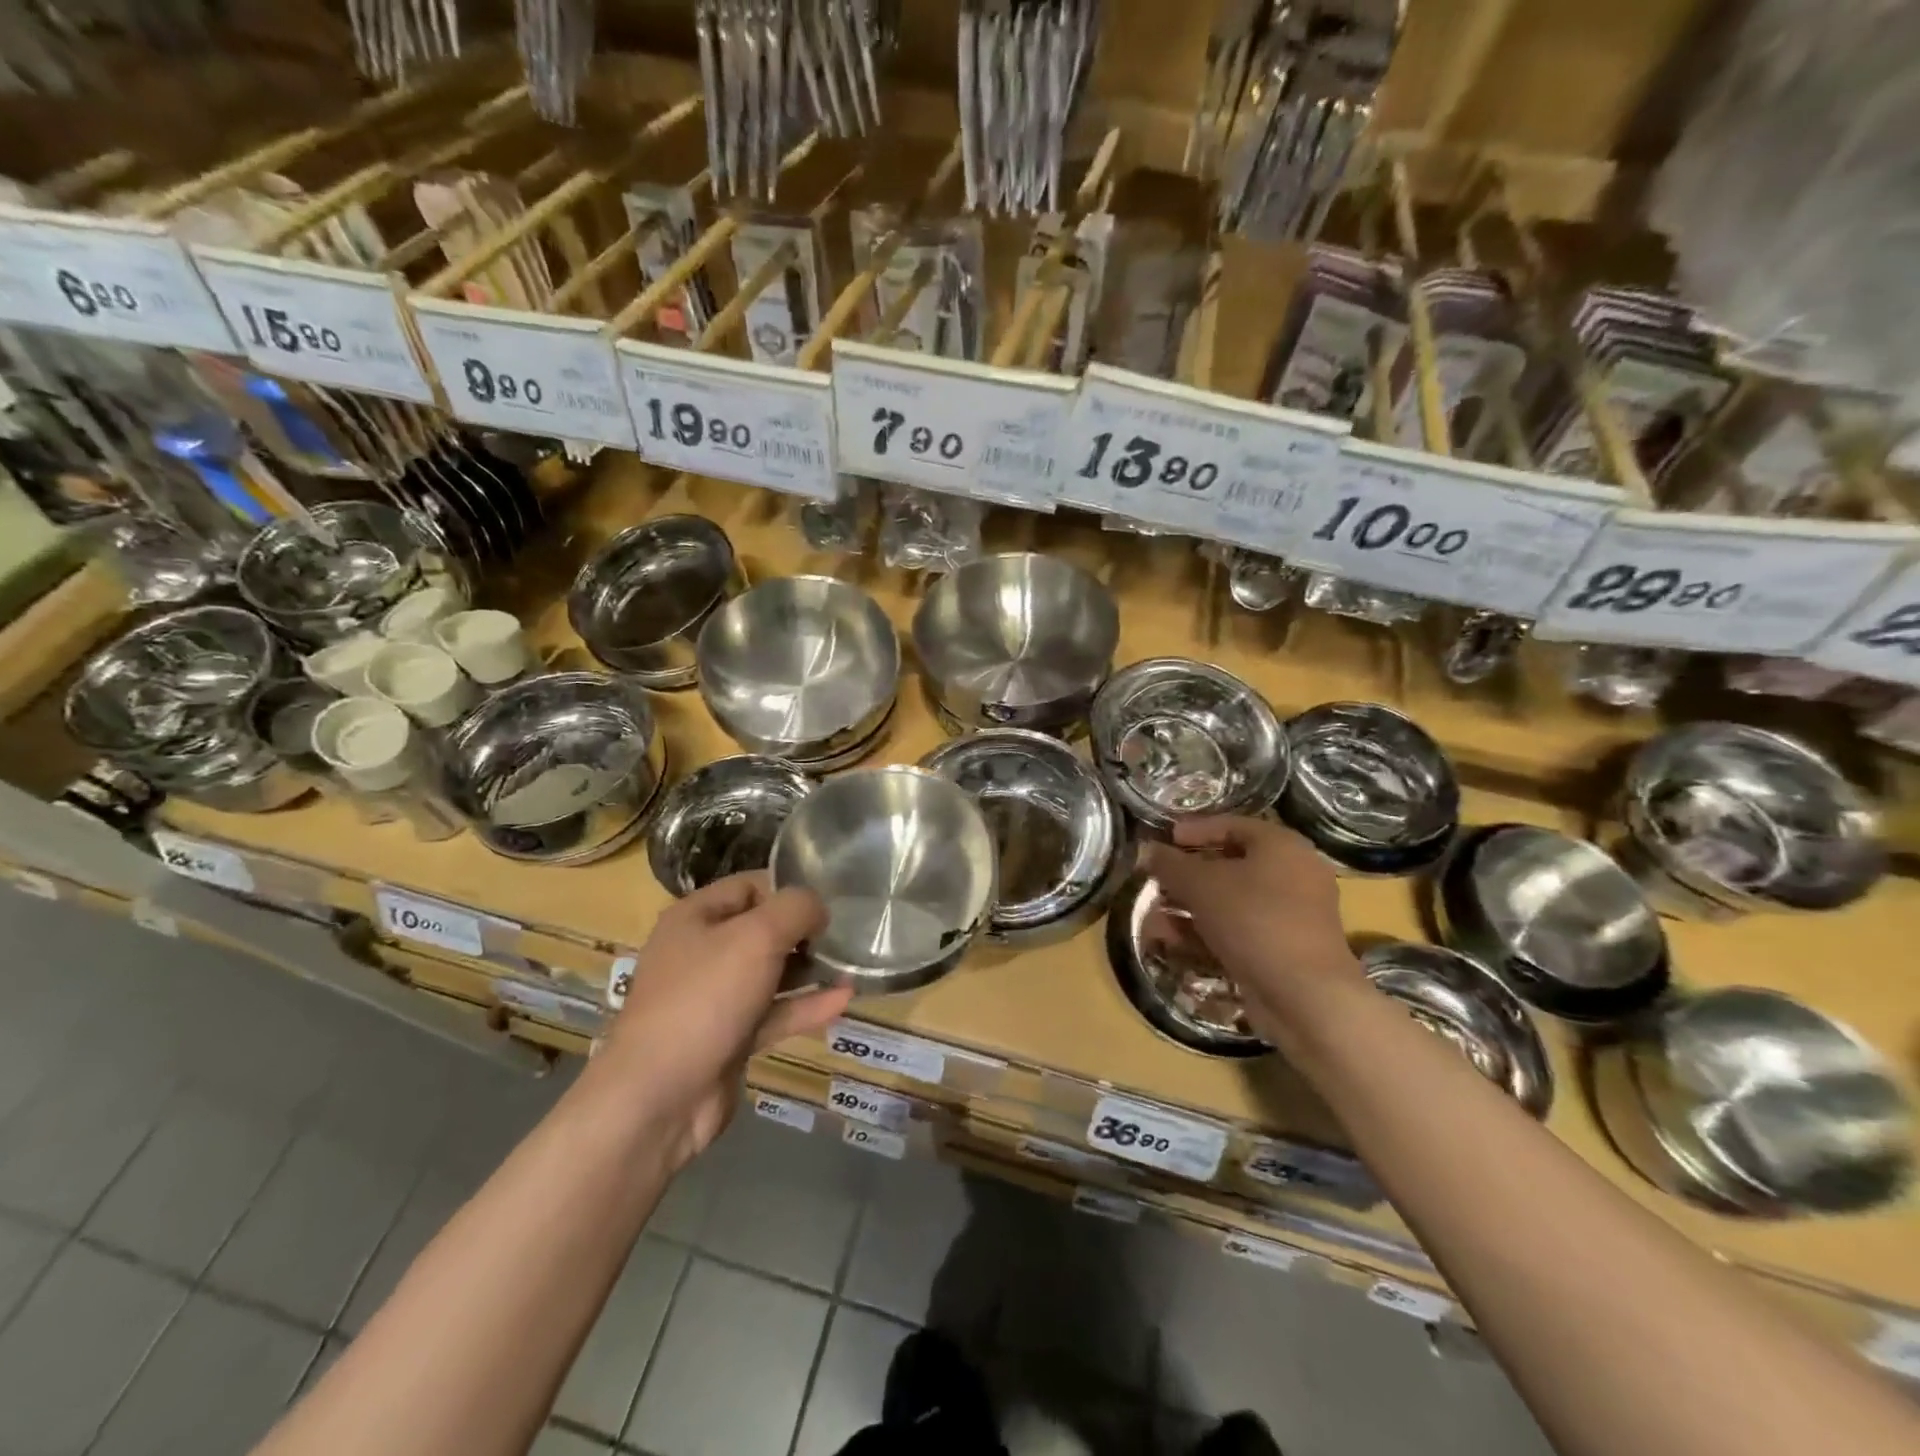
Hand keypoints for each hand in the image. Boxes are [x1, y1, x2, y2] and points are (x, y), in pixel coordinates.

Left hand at [597, 874, 850, 1166]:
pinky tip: (844, 999)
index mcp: (695, 917)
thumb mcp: (757, 936)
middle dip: (804, 931)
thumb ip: (796, 908)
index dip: (788, 889)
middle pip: (762, 929)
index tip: (829, 901)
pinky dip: (806, 1006)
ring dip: (810, 969)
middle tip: (846, 933)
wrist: (659, 1098)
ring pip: (770, 973)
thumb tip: (818, 909)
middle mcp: (701, 952)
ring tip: (853, 963)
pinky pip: (773, 1013)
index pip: (749, 886)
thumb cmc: (705, 997)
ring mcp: (714, 998)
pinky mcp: (729, 1038)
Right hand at [1143, 817, 1362, 1029]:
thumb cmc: (1254, 920)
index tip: (1164, 840)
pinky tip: (1173, 943)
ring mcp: (1291, 915)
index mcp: (1282, 846)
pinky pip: (1239, 930)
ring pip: (1231, 902)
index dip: (1195, 830)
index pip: (1232, 825)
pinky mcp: (1283, 950)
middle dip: (1186, 876)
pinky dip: (1207, 933)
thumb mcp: (1201, 885)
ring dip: (1190, 908)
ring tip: (1154, 919)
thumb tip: (1149, 850)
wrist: (1304, 996)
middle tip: (1156, 882)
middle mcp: (1293, 875)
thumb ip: (1170, 864)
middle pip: (1230, 866)